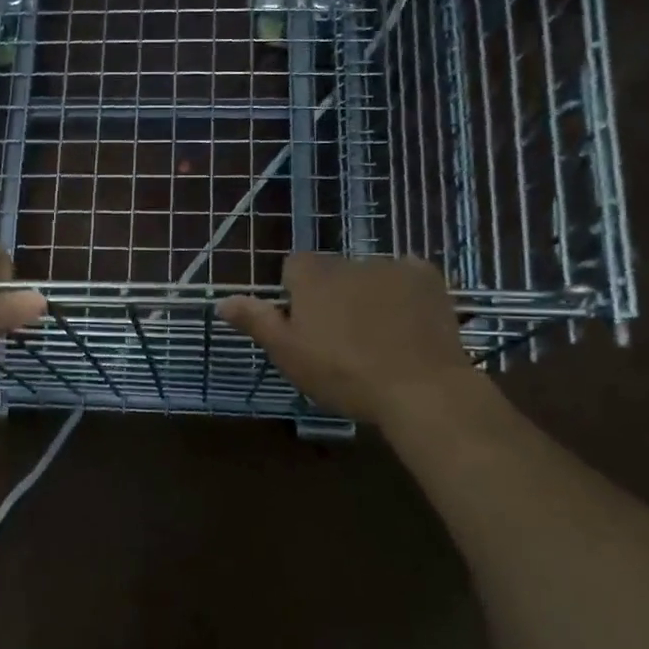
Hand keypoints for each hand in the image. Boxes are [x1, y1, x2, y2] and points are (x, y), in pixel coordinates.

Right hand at [217, 254, 473, 425]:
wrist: (420, 388)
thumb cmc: (343, 374)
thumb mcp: (288, 354)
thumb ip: (256, 321)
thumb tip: (221, 301)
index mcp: (312, 275)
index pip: (293, 267)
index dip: (296, 296)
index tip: (306, 329)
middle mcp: (349, 260)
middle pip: (332, 272)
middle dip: (334, 296)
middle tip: (342, 340)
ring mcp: (392, 266)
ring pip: (369, 275)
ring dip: (368, 295)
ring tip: (379, 338)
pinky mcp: (427, 278)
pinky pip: (407, 277)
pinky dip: (404, 294)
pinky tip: (408, 325)